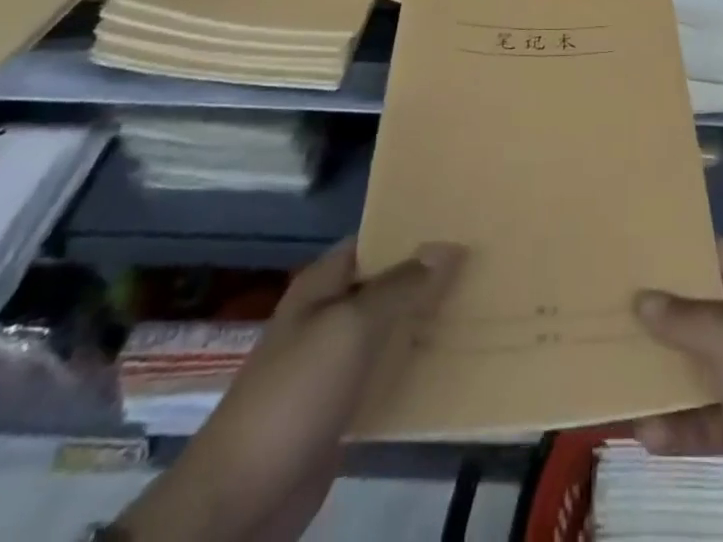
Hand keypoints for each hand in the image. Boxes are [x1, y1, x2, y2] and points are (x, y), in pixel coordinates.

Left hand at [117, 240, 464, 541]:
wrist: (241, 500)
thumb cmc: (295, 394)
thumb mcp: (352, 327)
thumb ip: (400, 286)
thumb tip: (448, 245)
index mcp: (322, 284)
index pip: (374, 239)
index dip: (412, 229)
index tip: (460, 222)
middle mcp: (328, 315)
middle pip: (385, 284)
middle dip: (427, 276)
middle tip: (481, 264)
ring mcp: (333, 364)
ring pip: (389, 330)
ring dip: (424, 322)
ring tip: (478, 305)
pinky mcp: (342, 409)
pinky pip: (385, 374)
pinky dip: (414, 366)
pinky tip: (452, 363)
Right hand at [634, 241, 722, 541]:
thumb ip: (687, 320)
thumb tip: (642, 297)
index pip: (717, 253)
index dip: (681, 244)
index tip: (635, 241)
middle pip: (701, 309)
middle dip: (660, 308)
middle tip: (607, 302)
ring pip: (698, 366)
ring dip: (661, 370)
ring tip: (611, 364)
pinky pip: (705, 420)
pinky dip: (677, 426)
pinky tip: (642, 433)